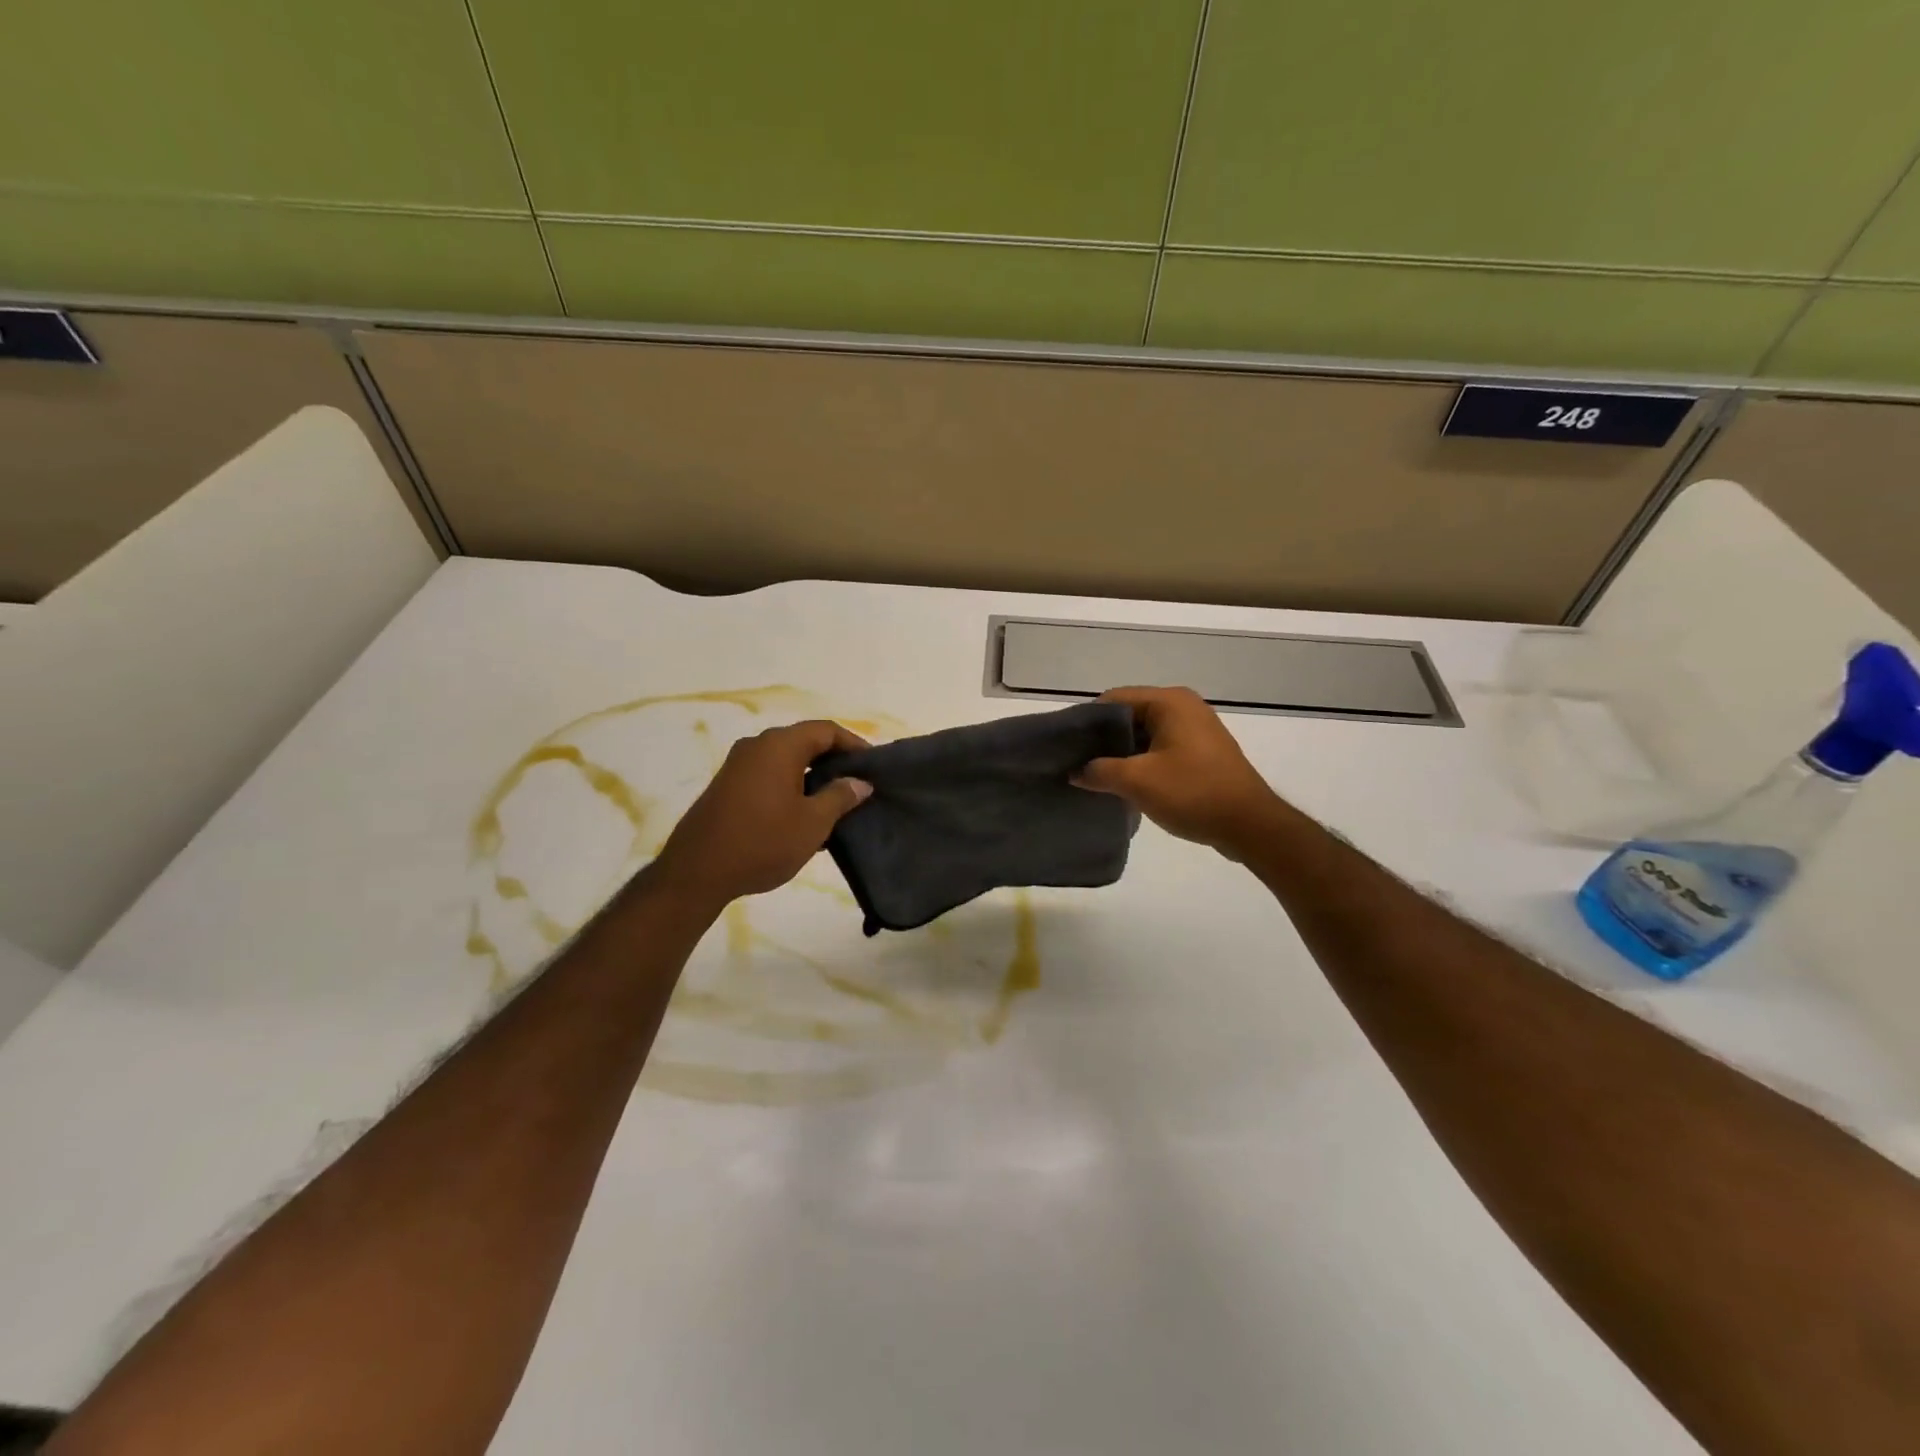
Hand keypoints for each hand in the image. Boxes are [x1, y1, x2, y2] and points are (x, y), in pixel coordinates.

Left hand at [654, 720, 872, 908]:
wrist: (697, 872)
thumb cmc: (763, 842)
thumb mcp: (813, 823)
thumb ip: (840, 796)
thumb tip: (860, 781)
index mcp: (780, 746)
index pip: (826, 730)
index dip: (854, 744)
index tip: (873, 766)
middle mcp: (757, 745)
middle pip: (805, 741)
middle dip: (834, 760)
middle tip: (859, 784)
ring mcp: (738, 765)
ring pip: (786, 759)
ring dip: (813, 775)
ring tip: (836, 802)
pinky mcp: (728, 785)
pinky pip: (769, 774)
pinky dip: (792, 785)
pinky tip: (804, 815)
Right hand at [1074, 686, 1284, 857]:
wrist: (1250, 825)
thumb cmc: (1192, 792)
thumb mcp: (1137, 781)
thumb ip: (1099, 771)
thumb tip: (1075, 771)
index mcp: (1169, 701)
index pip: (1114, 699)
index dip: (1087, 721)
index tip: (1068, 746)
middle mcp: (1184, 706)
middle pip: (1130, 715)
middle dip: (1104, 739)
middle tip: (1078, 763)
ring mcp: (1196, 728)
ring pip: (1145, 733)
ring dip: (1122, 753)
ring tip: (1097, 776)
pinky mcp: (1202, 751)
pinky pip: (1161, 747)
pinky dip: (1142, 761)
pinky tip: (1127, 784)